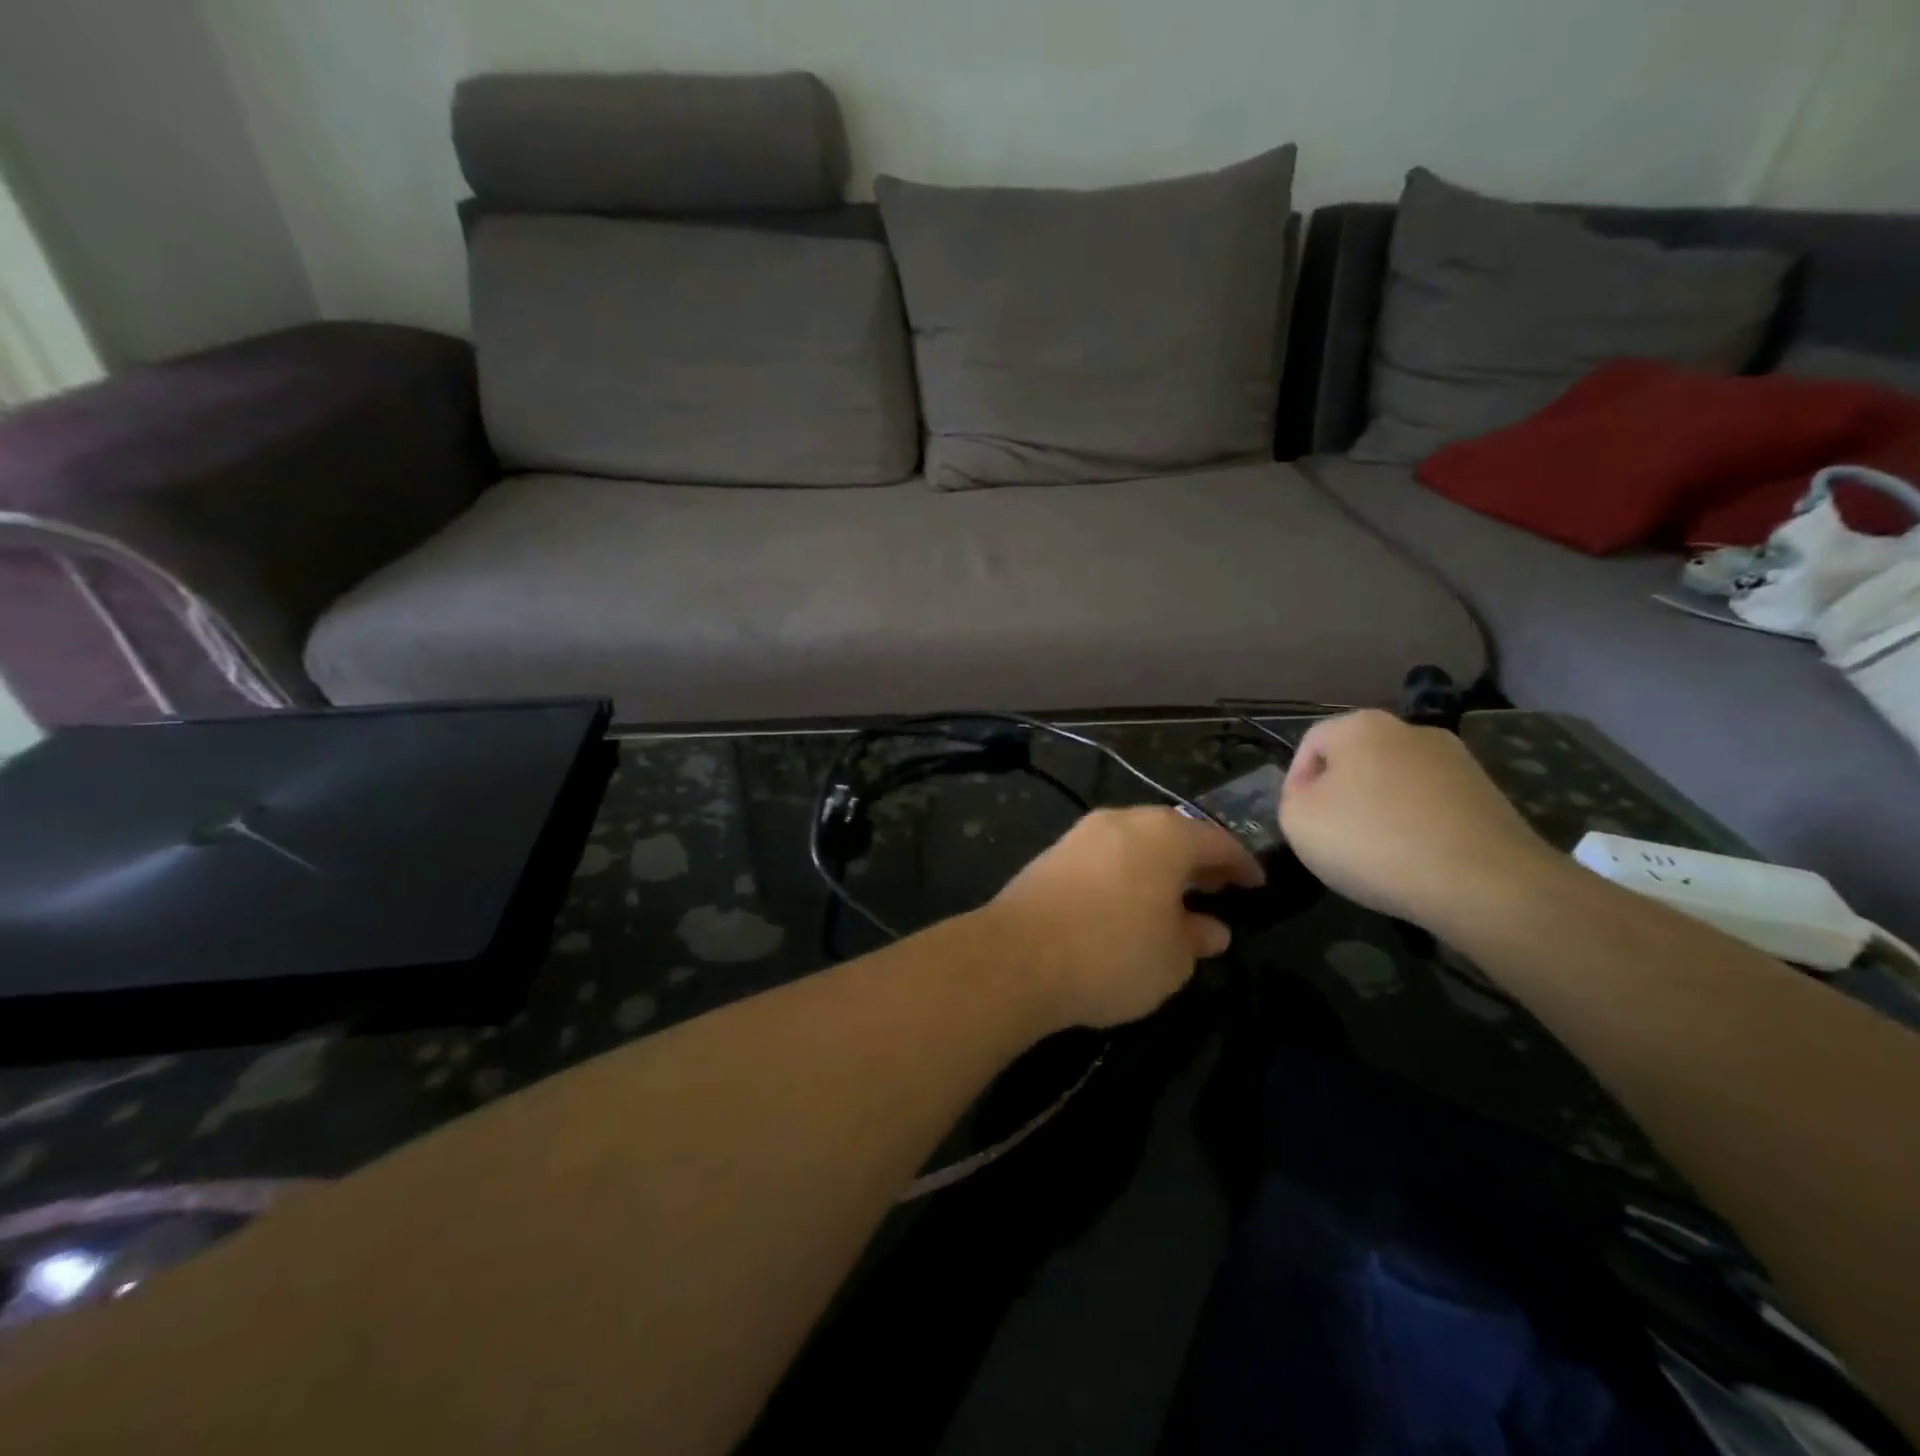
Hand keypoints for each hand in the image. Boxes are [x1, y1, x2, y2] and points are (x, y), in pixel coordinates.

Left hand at [986, 808, 1263, 1030]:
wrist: (1016, 956)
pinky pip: (1105, 856)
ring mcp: (1082, 834)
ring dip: (1159, 866)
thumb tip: (1211, 928)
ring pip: (1134, 842)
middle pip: (1172, 833)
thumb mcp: (1172, 960)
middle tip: (1218, 888)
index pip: (1215, 840)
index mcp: (1164, 835)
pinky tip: (1127, 903)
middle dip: (1197, 860)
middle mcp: (1122, 822)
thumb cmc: (1112, 954)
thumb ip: (1197, 938)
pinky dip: (1126, 872)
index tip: (1257, 884)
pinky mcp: (1052, 854)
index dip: (1240, 863)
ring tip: (1174, 899)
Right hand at [1279, 710, 1564, 930]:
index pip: (1311, 744)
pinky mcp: (1490, 796)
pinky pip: (1433, 806)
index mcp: (1361, 725)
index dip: (1295, 783)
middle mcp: (1411, 729)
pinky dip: (1418, 828)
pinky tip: (1416, 861)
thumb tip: (1315, 795)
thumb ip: (1292, 798)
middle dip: (1341, 794)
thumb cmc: (1373, 841)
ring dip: (1381, 811)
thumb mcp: (1297, 820)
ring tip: (1377, 855)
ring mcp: (1458, 761)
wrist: (1485, 884)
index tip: (1299, 822)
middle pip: (1357, 760)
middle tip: (1333, 837)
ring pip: (1397, 783)